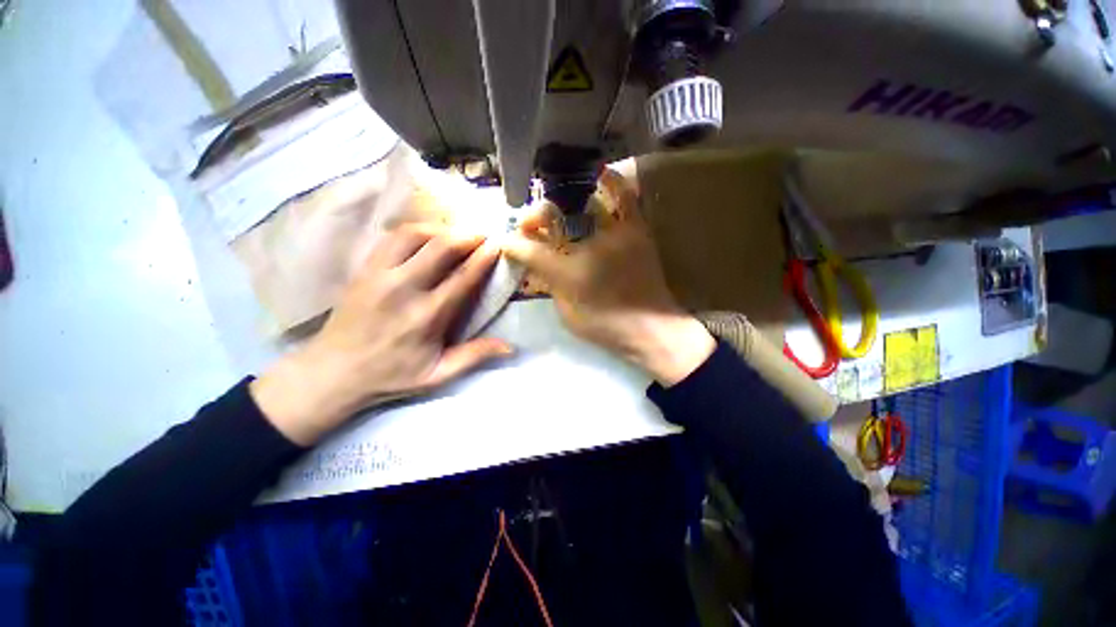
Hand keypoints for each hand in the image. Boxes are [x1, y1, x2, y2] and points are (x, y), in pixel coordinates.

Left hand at [251, 225, 512, 445]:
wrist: (331, 372)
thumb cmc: (391, 375)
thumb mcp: (438, 375)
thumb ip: (474, 356)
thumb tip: (511, 347)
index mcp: (427, 316)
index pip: (462, 277)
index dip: (483, 258)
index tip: (497, 245)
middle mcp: (403, 289)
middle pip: (440, 248)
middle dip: (467, 236)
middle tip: (483, 234)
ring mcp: (379, 274)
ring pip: (413, 235)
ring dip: (440, 229)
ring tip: (456, 234)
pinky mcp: (364, 269)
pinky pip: (392, 238)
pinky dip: (415, 231)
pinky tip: (427, 236)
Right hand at [503, 169, 713, 385]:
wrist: (651, 328)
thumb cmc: (605, 325)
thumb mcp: (566, 311)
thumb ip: (546, 283)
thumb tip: (531, 262)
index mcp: (565, 272)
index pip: (528, 249)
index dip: (513, 244)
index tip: (506, 242)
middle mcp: (585, 245)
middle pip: (549, 216)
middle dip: (532, 217)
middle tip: (528, 224)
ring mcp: (612, 232)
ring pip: (577, 202)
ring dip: (558, 200)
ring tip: (551, 203)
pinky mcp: (636, 230)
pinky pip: (625, 196)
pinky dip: (613, 181)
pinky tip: (601, 172)